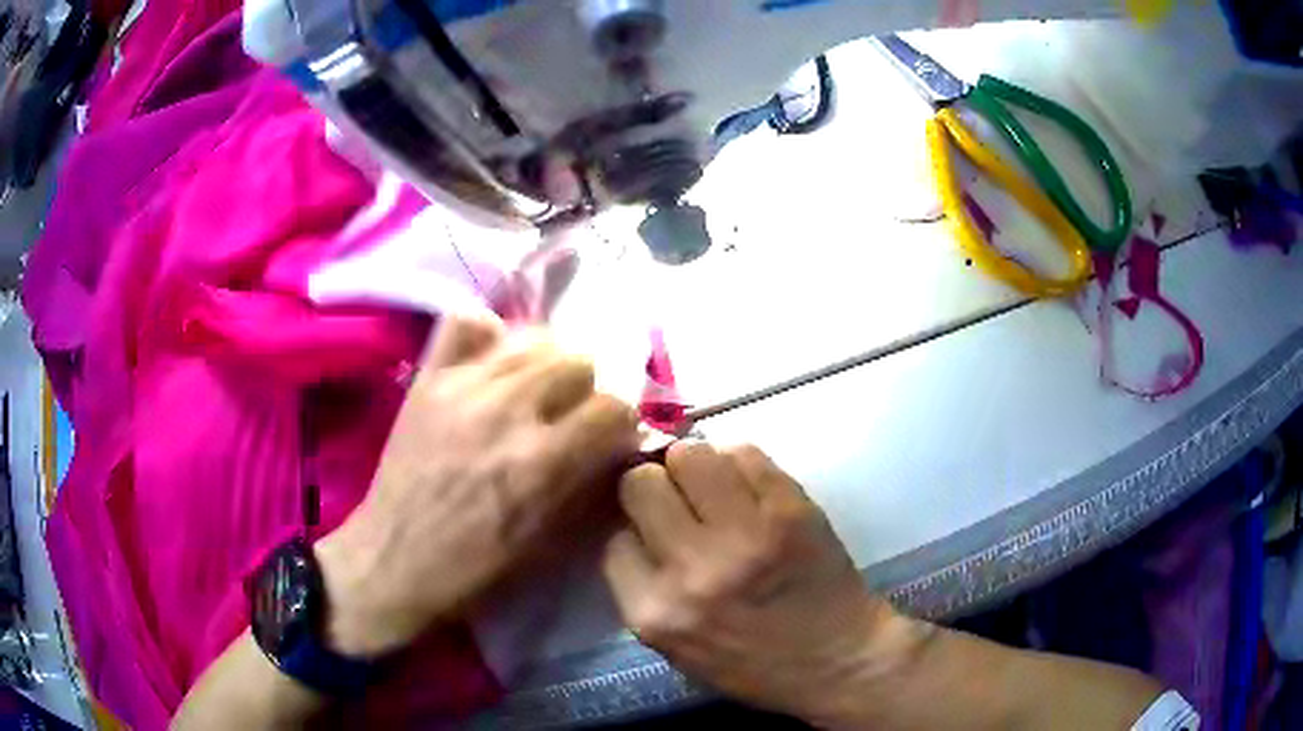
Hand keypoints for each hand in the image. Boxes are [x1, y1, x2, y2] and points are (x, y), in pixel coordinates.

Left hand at [316, 317, 639, 657]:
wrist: (393, 563)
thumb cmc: (475, 569)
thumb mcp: (549, 545)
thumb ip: (587, 486)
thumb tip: (616, 448)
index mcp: (541, 462)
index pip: (613, 408)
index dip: (619, 427)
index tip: (607, 443)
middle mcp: (506, 412)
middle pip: (577, 361)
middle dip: (584, 393)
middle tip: (567, 420)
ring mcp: (462, 387)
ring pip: (533, 338)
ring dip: (545, 366)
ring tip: (531, 393)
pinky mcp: (427, 379)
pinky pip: (465, 322)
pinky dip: (486, 335)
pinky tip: (489, 365)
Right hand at [602, 442, 926, 723]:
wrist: (839, 660)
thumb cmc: (753, 664)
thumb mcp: (675, 648)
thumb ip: (643, 588)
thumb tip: (630, 519)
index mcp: (656, 613)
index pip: (612, 536)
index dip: (631, 527)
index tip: (650, 527)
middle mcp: (692, 571)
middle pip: (640, 484)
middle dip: (653, 486)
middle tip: (679, 498)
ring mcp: (745, 535)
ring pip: (689, 454)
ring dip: (694, 464)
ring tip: (714, 486)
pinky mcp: (790, 509)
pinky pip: (744, 452)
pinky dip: (739, 462)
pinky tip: (750, 488)